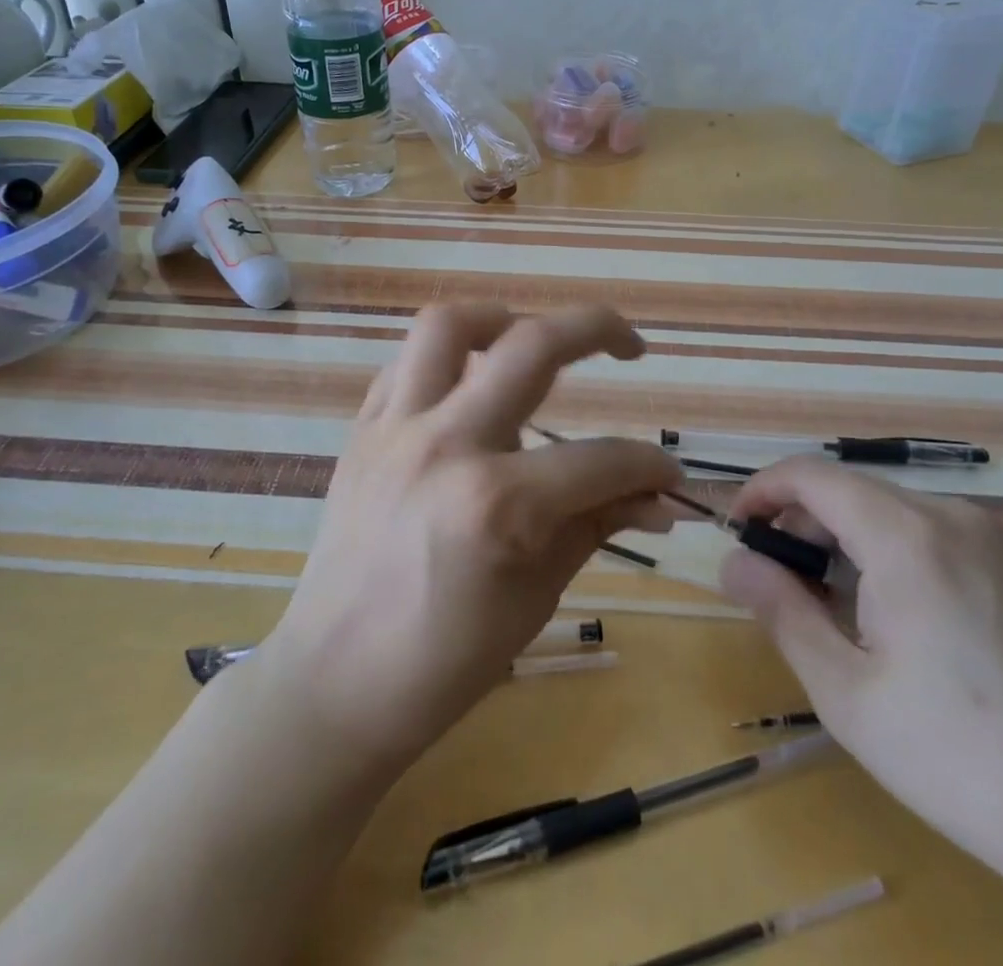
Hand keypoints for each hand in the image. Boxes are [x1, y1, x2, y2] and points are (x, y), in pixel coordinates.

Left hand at [255, 302, 680, 777]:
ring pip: (448, 326)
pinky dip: (444, 360)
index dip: (649, 466)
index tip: (667, 475)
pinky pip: (405, 365)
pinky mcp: (361, 432)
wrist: (335, 683)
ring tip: (530, 336)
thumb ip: (597, 526)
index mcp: (498, 503)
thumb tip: (657, 498)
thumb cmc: (445, 661)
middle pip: (533, 346)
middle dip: (598, 329)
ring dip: (502, 318)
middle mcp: (447, 445)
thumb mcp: (537, 595)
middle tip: (629, 345)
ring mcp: (395, 430)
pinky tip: (467, 385)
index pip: (601, 459)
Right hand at [722, 460, 1002, 965]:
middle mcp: (948, 516)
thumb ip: (781, 611)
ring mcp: (987, 539)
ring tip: (826, 606)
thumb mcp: (847, 693)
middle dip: (797, 522)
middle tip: (775, 585)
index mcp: (904, 536)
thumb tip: (734, 562)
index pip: (810, 475)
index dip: (761, 493)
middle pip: (847, 489)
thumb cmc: (962, 759)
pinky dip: (882, 551)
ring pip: (884, 509)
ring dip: (839, 538)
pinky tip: (886, 615)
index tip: (736, 535)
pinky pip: (923, 532)